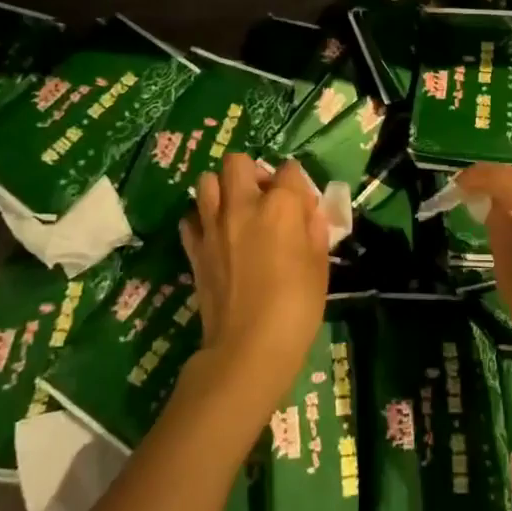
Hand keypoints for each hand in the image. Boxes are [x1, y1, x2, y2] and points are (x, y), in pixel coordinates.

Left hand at [179, 155, 329, 412]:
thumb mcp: (320, 266)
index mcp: (280, 206)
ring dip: (222, 189)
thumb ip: (314, 231)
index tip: (303, 203)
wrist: (248, 348)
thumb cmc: (296, 307)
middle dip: (252, 172)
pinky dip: (202, 219)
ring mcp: (213, 226)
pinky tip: (217, 236)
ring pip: (207, 182)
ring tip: (237, 211)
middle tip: (264, 197)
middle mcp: (243, 206)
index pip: (290, 170)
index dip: (298, 183)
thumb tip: (308, 214)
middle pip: (238, 162)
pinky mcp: (194, 249)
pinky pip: (191, 218)